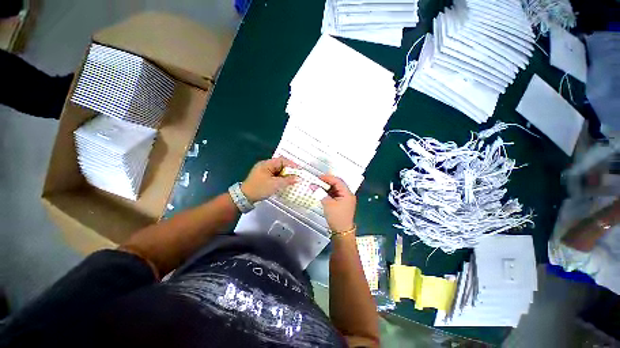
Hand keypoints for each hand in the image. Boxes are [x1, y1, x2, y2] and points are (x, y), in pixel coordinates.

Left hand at [241, 157, 296, 202]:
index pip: (282, 160)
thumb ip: (287, 180)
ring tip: (292, 180)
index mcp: (267, 164)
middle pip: (280, 165)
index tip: (299, 170)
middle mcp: (265, 165)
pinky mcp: (263, 177)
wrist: (244, 197)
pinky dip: (280, 178)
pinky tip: (284, 183)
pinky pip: (274, 175)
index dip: (291, 164)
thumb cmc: (260, 188)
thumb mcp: (275, 185)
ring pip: (278, 170)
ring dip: (285, 175)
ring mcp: (263, 171)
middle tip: (297, 176)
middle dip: (289, 170)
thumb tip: (299, 178)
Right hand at [320, 175, 356, 232]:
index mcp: (347, 193)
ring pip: (336, 189)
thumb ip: (320, 193)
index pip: (338, 181)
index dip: (328, 178)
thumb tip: (312, 185)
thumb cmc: (336, 217)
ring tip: (318, 186)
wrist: (342, 231)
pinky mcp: (343, 203)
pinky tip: (323, 193)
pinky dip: (329, 193)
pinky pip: (335, 194)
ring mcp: (346, 199)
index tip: (319, 177)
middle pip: (338, 184)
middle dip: (327, 182)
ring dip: (328, 188)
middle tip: (317, 181)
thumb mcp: (327, 204)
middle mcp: (348, 194)